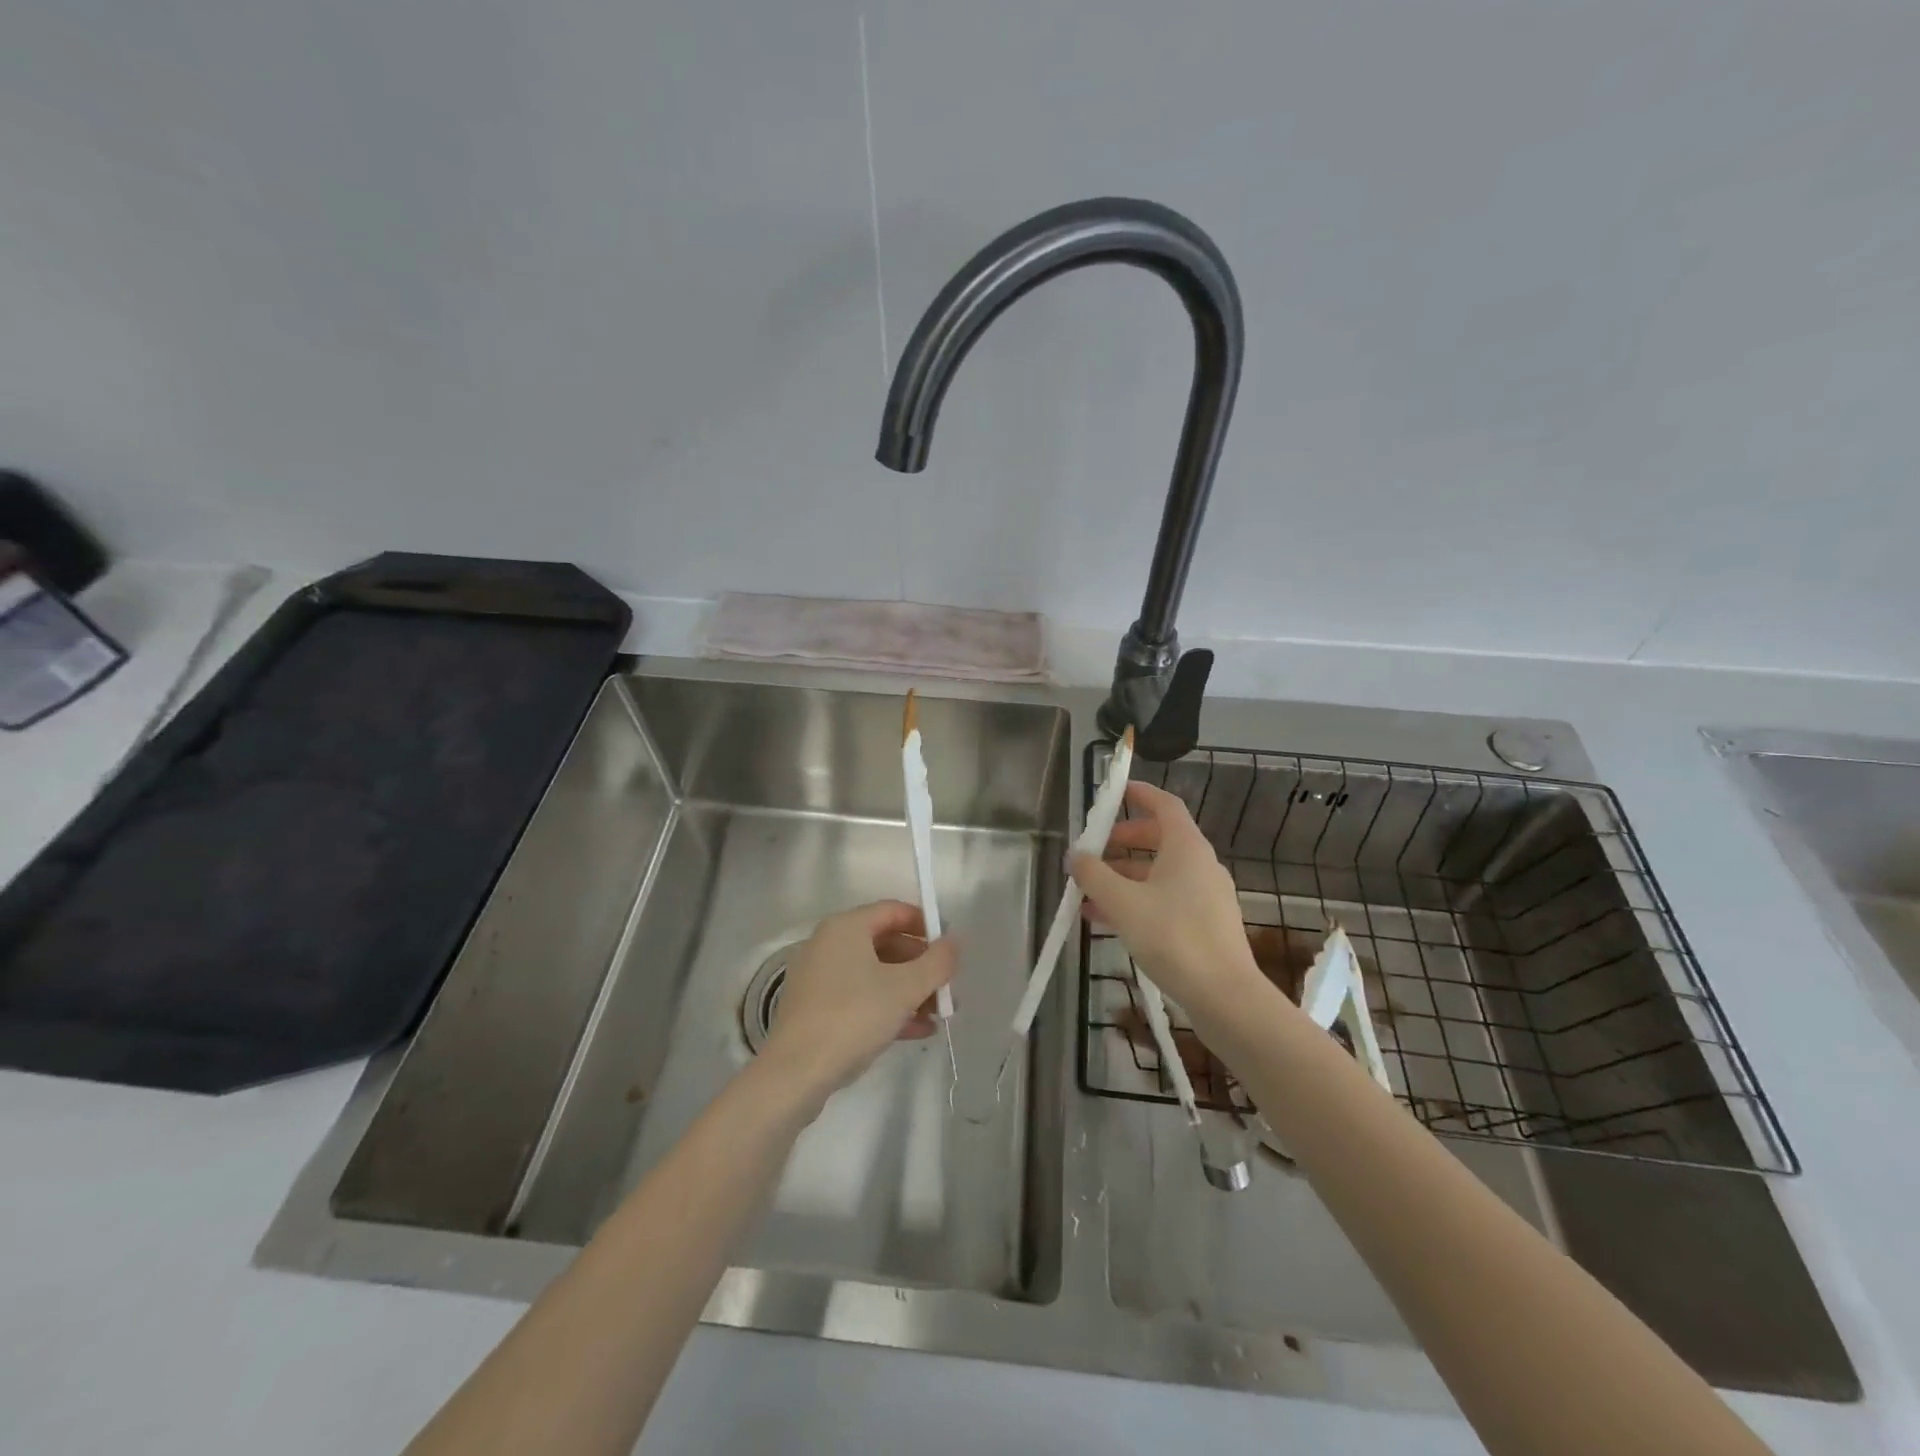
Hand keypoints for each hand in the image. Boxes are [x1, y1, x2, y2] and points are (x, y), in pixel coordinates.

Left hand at [759, 900, 958, 1107]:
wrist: (796, 1073)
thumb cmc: (853, 1017)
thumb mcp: (905, 988)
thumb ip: (937, 962)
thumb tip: (955, 942)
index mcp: (845, 927)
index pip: (893, 911)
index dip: (926, 924)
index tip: (950, 947)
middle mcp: (828, 944)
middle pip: (885, 943)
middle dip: (921, 964)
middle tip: (947, 986)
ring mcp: (820, 977)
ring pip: (874, 973)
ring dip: (909, 990)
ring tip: (940, 1014)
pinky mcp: (816, 1009)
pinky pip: (860, 997)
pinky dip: (888, 1007)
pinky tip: (918, 1030)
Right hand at [1071, 782, 1264, 1022]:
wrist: (1225, 996)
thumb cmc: (1173, 937)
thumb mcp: (1123, 903)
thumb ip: (1094, 875)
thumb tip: (1075, 855)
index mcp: (1186, 847)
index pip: (1164, 805)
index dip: (1140, 794)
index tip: (1115, 791)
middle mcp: (1200, 864)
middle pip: (1159, 839)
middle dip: (1122, 841)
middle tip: (1092, 850)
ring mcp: (1206, 895)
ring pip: (1159, 874)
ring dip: (1123, 877)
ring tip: (1087, 892)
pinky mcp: (1205, 924)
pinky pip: (1166, 899)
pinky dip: (1137, 901)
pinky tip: (1106, 921)